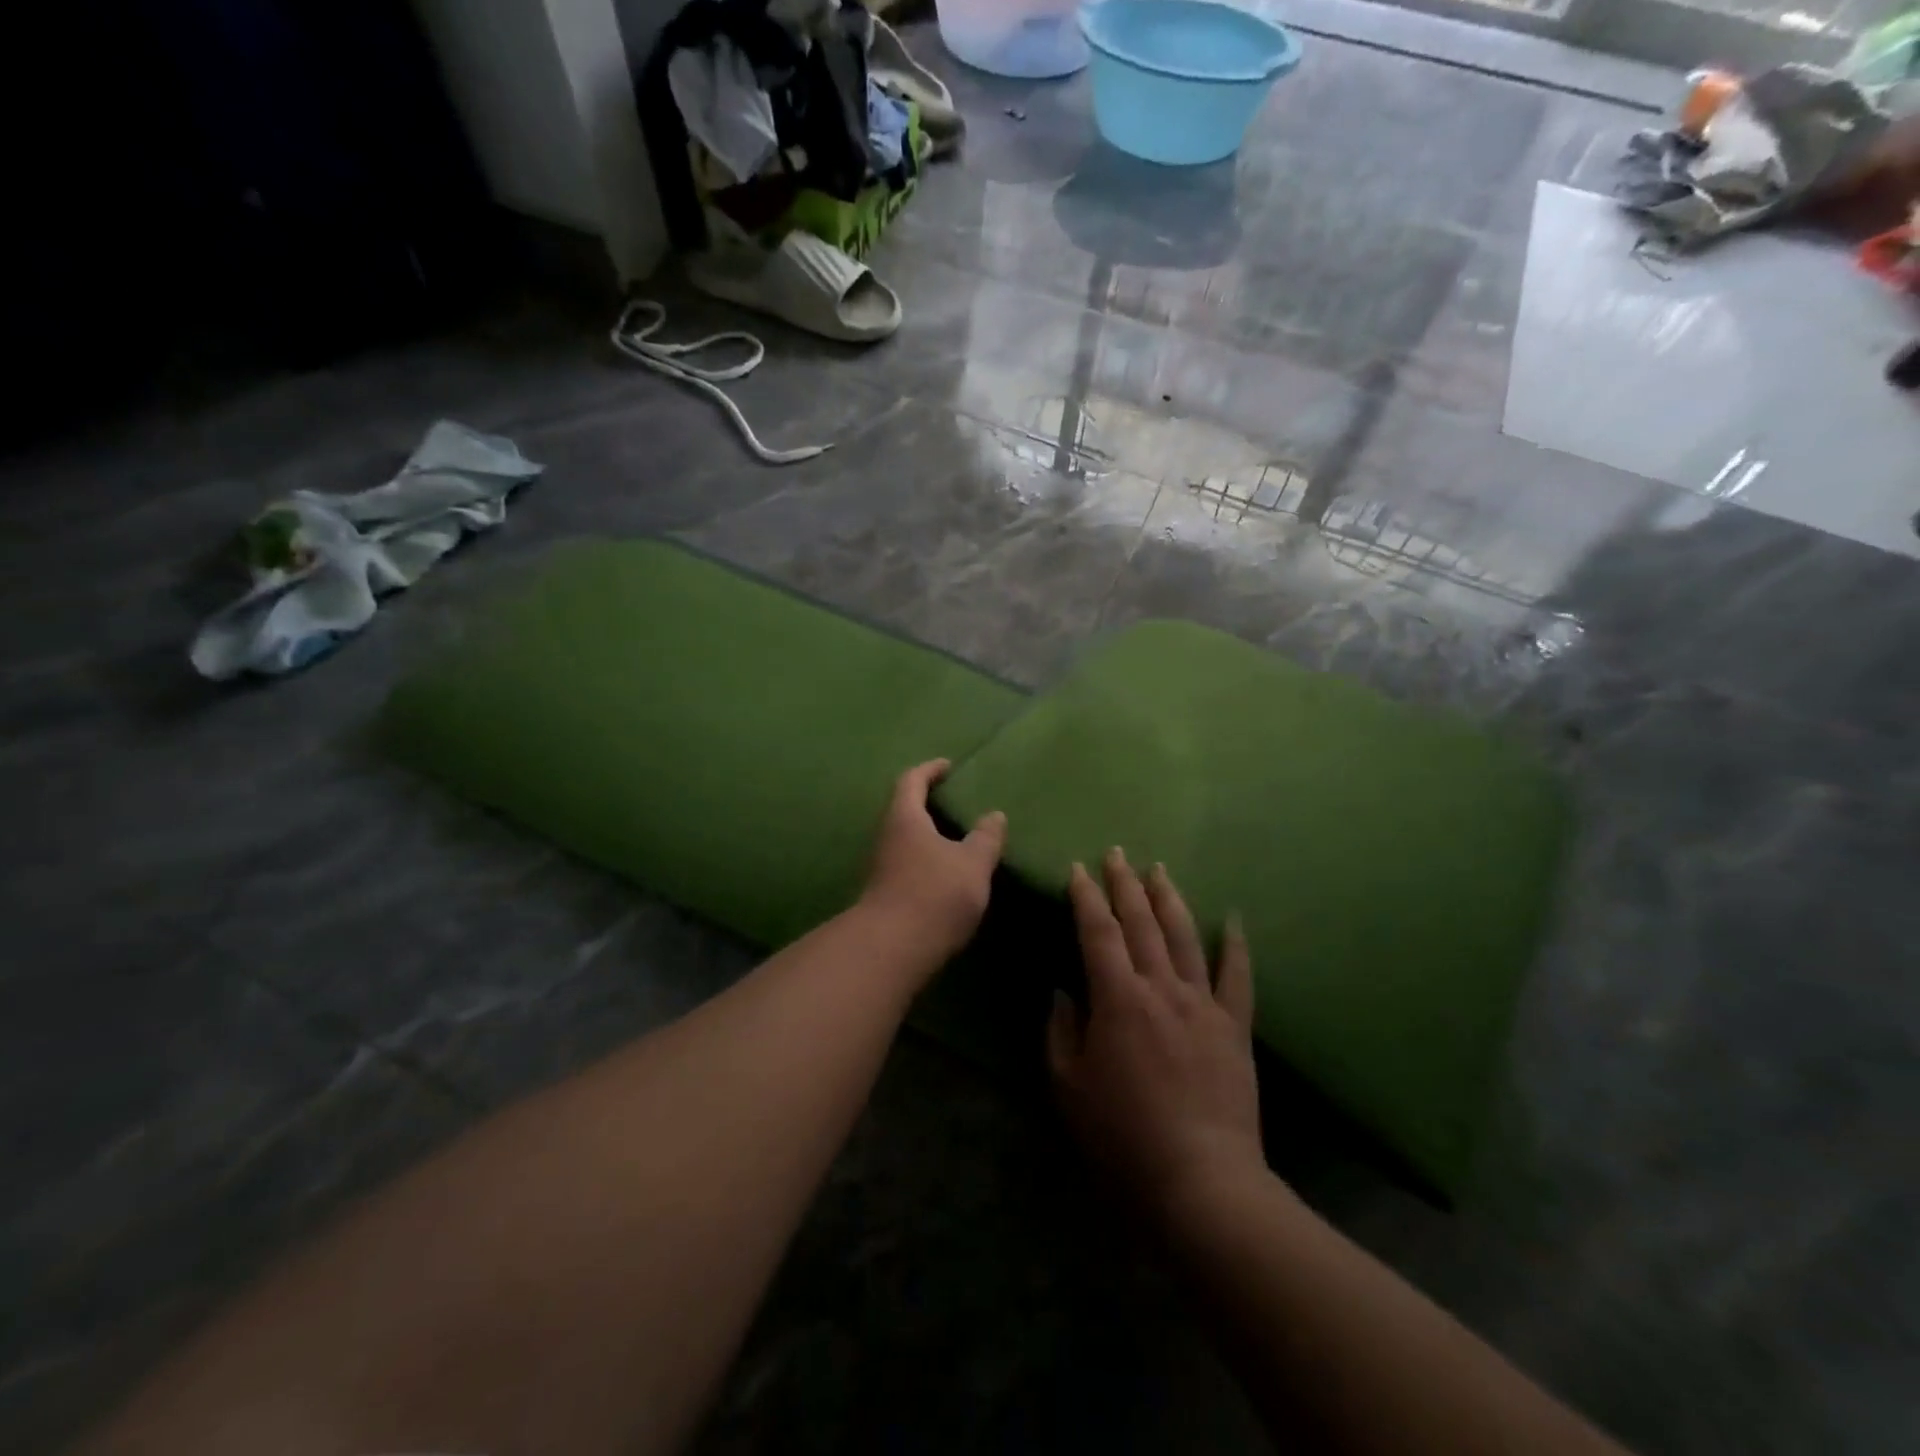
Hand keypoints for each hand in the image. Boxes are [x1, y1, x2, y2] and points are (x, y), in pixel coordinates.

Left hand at [860, 760, 1006, 962]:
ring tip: (958, 839)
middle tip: (957, 804)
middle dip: (928, 803)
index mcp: (905, 818)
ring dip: (928, 834)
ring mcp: (881, 867)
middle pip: (904, 809)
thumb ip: (985, 838)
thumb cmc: (935, 894)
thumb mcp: (972, 863)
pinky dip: (926, 859)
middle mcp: (886, 836)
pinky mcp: (884, 893)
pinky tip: (947, 873)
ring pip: (905, 839)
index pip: (912, 780)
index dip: (930, 770)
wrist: (892, 949)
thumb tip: (994, 815)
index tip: (948, 767)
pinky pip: (907, 863)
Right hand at [1048, 850, 1262, 1221]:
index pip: (1098, 932)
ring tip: (1159, 870)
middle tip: (1117, 854)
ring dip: (1169, 900)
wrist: (1200, 1182)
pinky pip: (1237, 977)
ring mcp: (1203, 1005)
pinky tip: (1234, 920)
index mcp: (1118, 999)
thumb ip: (1062, 1032)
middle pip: (1141, 923)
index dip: (1086, 897)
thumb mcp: (1069, 1087)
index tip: (1079, 870)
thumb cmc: (1123, 1137)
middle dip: (1125, 885)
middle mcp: (1161, 988)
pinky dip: (1236, 946)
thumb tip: (1065, 993)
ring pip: (1186, 938)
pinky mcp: (1234, 1028)